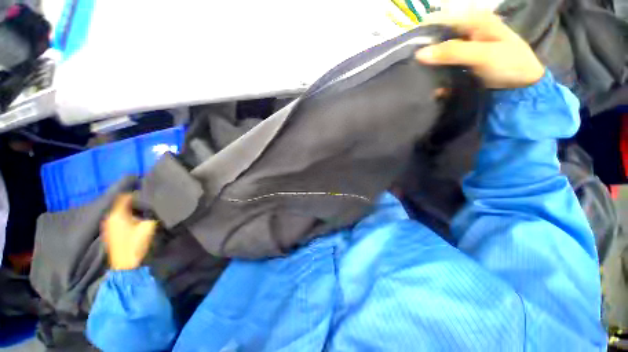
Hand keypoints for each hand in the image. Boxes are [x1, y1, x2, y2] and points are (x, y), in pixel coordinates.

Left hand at [101, 194, 157, 270]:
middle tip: (148, 201)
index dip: (136, 193)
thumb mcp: (148, 226)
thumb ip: (149, 213)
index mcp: (117, 214)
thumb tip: (151, 206)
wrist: (126, 265)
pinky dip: (127, 216)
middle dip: (134, 201)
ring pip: (120, 211)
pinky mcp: (110, 232)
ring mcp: (109, 225)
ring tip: (143, 209)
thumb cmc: (136, 243)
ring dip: (130, 209)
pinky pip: (119, 218)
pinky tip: (136, 219)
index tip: (148, 193)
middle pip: (121, 203)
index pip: (124, 196)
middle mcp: (110, 217)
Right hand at [415, 12, 544, 88]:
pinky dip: (436, 73)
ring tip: (415, 76)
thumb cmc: (509, 63)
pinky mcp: (462, 62)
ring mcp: (463, 48)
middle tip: (410, 66)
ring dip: (428, 64)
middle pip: (438, 37)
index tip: (408, 49)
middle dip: (424, 50)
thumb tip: (419, 54)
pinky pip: (443, 65)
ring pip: (439, 52)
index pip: (441, 20)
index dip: (424, 32)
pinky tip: (430, 83)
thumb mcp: (482, 55)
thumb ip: (452, 52)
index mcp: (473, 20)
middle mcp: (466, 31)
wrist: (523, 85)